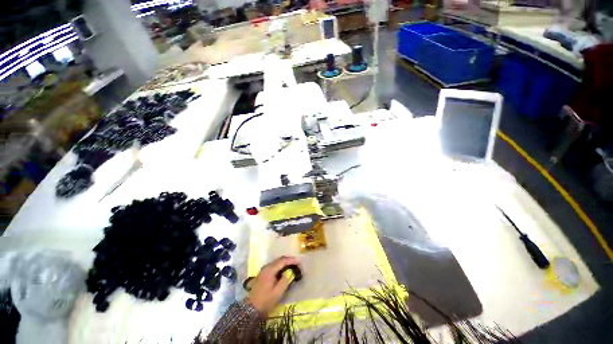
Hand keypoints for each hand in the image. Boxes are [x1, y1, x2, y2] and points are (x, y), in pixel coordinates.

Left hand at [247, 256, 299, 315]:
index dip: (291, 260)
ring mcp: (263, 270)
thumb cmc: (266, 301)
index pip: (282, 261)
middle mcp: (266, 267)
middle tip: (297, 264)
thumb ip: (285, 280)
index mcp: (270, 270)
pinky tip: (284, 271)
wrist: (251, 309)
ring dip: (284, 263)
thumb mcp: (278, 292)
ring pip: (276, 262)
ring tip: (292, 266)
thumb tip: (291, 272)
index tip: (299, 262)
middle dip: (288, 260)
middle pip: (279, 260)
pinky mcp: (263, 274)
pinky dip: (280, 266)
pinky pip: (273, 266)